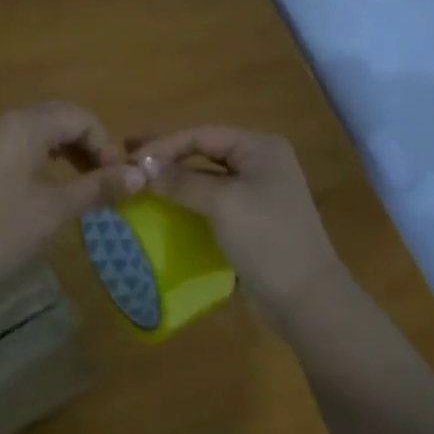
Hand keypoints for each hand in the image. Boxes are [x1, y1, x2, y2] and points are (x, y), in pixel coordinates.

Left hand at [0, 101, 143, 290]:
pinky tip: (56, 184)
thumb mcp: (54, 209)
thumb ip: (97, 188)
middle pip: (61, 118)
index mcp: (25, 124)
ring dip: (70, 150)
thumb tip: (141, 176)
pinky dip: (48, 157)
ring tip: (88, 183)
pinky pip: (24, 144)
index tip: (119, 179)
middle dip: (90, 144)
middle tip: (107, 179)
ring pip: (42, 131)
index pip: (80, 117)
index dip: (106, 144)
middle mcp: (7, 120)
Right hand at [130, 126, 342, 312]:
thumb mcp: (222, 204)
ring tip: (139, 180)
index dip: (164, 144)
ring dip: (174, 178)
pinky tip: (162, 205)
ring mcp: (256, 191)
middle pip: (204, 150)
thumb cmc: (267, 239)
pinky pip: (211, 200)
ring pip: (206, 176)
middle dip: (167, 155)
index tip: (128, 157)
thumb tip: (142, 166)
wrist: (306, 299)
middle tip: (127, 157)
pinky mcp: (249, 218)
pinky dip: (187, 199)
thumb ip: (181, 181)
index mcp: (260, 147)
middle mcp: (260, 162)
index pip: (202, 134)